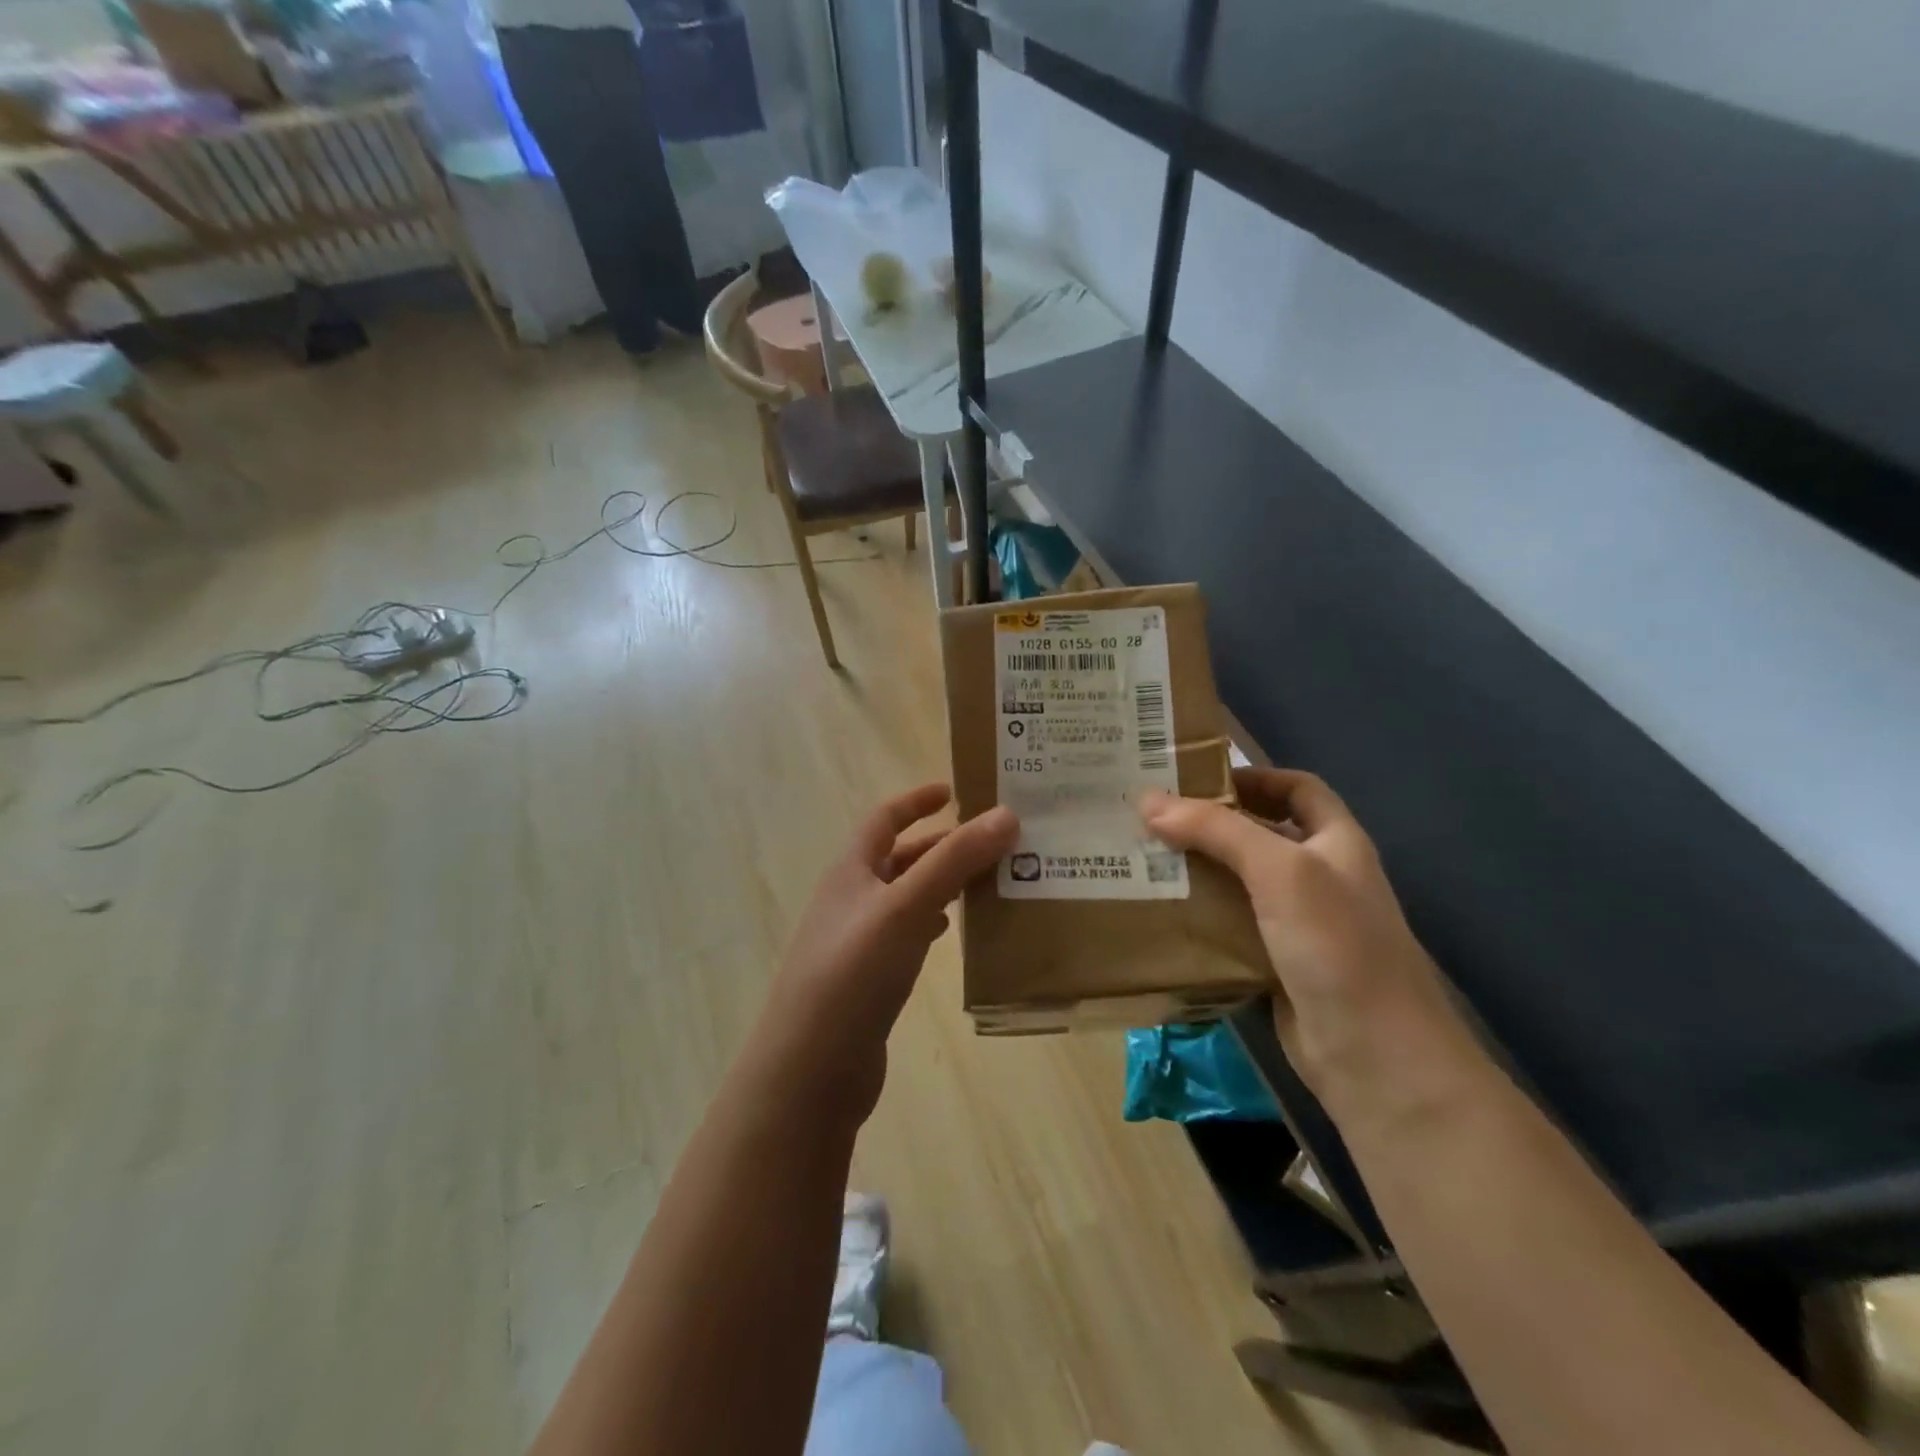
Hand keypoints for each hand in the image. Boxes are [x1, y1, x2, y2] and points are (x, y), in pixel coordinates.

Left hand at [755, 784, 1017, 1124]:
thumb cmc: (853, 974)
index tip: (955, 790)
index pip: (884, 819)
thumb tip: (1007, 814)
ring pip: (908, 898)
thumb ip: (954, 861)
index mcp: (851, 871)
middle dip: (943, 845)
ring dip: (944, 884)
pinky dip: (934, 924)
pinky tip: (958, 933)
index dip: (916, 800)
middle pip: (900, 857)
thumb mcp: (905, 907)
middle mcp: (852, 900)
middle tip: (994, 842)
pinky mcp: (870, 980)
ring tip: (990, 882)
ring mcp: (858, 942)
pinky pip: (908, 936)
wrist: (809, 1071)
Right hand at [1141, 768, 1488, 1128]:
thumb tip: (1146, 799)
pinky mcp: (1273, 962)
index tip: (1195, 777)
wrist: (1374, 1056)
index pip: (1297, 788)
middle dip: (1209, 823)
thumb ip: (1216, 830)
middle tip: (1148, 816)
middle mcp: (1318, 877)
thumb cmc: (1337, 945)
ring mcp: (1297, 923)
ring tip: (1140, 857)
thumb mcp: (1280, 871)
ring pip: (1238, 882)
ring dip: (1196, 869)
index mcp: (1336, 842)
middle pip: (1259, 833)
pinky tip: (1158, 910)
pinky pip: (1229, 925)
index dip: (1253, 775)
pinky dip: (1197, 915)